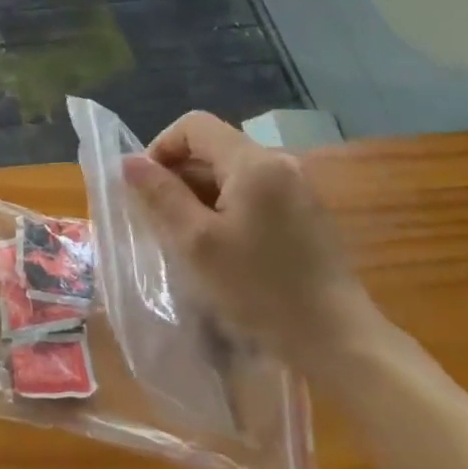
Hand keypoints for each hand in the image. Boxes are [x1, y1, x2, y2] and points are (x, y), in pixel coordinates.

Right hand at [121, 111, 373, 369]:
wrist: (338, 342)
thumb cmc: (260, 289)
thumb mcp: (196, 242)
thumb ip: (160, 195)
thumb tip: (129, 161)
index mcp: (254, 163)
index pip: (194, 126)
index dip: (160, 147)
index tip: (144, 188)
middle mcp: (279, 164)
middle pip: (213, 149)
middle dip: (178, 177)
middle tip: (158, 220)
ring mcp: (297, 190)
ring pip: (230, 175)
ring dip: (199, 197)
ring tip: (185, 239)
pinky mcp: (305, 216)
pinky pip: (252, 195)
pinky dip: (225, 210)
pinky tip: (219, 250)